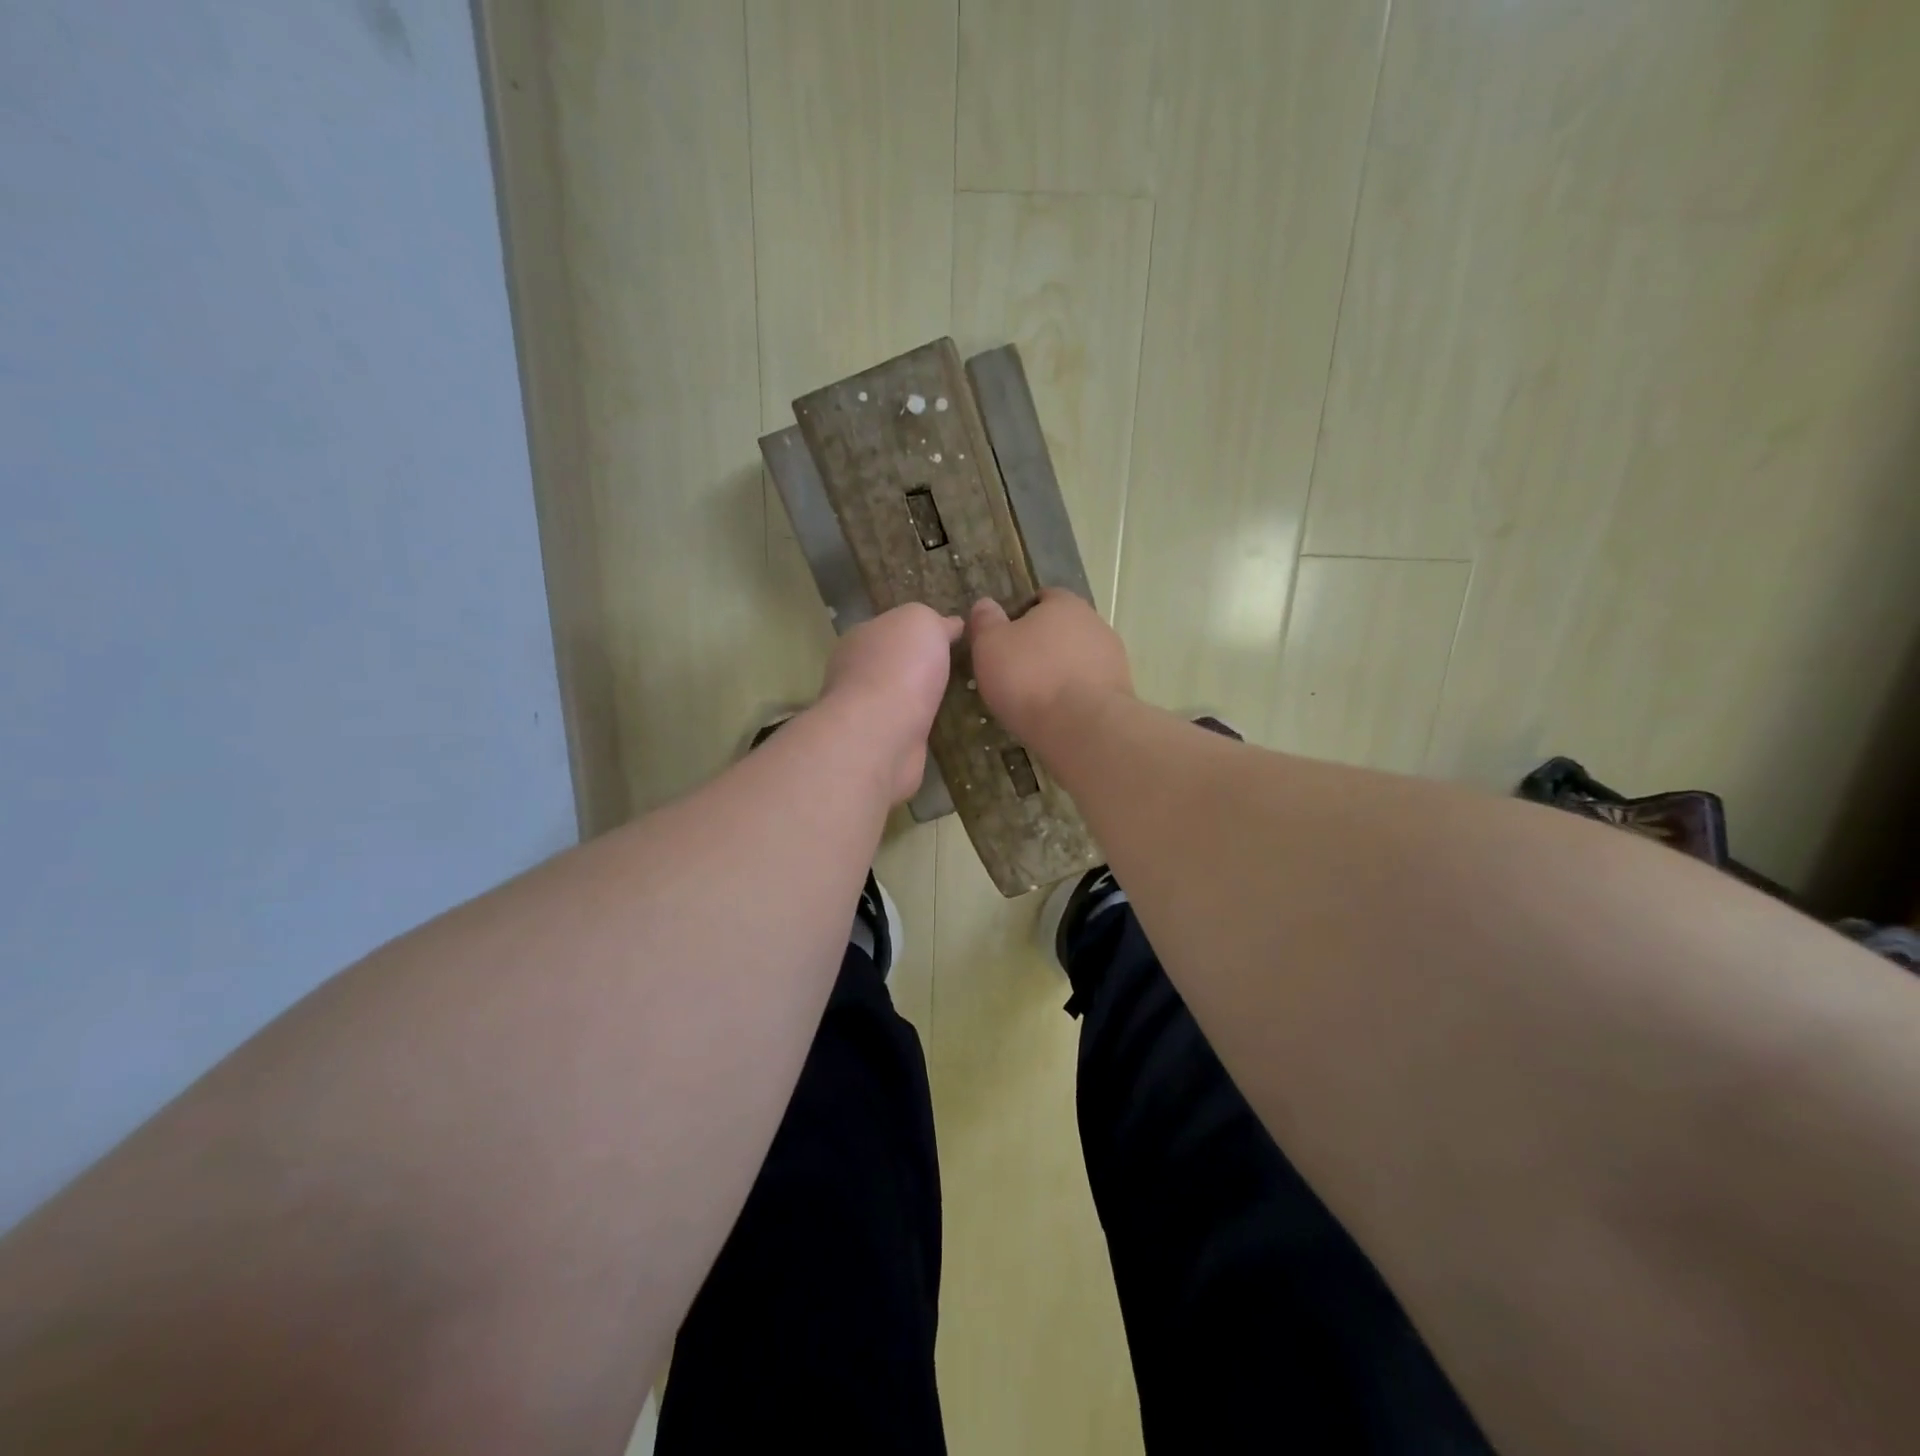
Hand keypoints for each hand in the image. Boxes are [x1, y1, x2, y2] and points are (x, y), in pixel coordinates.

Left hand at [820, 603, 964, 801]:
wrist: (880, 735)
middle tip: (963, 670)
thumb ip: (935, 620)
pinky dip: (923, 727)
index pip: (893, 628)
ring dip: (924, 699)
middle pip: (896, 663)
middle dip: (923, 666)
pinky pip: (907, 728)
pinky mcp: (880, 744)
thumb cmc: (899, 668)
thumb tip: (950, 625)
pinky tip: (947, 728)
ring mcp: (866, 711)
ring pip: (902, 698)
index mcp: (861, 637)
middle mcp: (857, 672)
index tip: (954, 637)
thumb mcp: (922, 622)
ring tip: (962, 700)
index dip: (922, 630)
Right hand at [967, 589, 1132, 747]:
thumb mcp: (990, 646)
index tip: (1006, 640)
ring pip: (1079, 658)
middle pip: (1063, 628)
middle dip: (1044, 645)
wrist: (1081, 726)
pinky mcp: (1121, 689)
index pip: (1043, 598)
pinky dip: (1076, 694)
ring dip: (1062, 671)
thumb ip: (986, 621)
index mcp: (1064, 604)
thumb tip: (985, 604)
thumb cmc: (1029, 678)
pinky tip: (1059, 713)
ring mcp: (1113, 657)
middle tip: (1018, 670)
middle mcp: (1094, 623)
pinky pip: (1090, 685)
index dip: (1023, 615)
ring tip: (1038, 698)